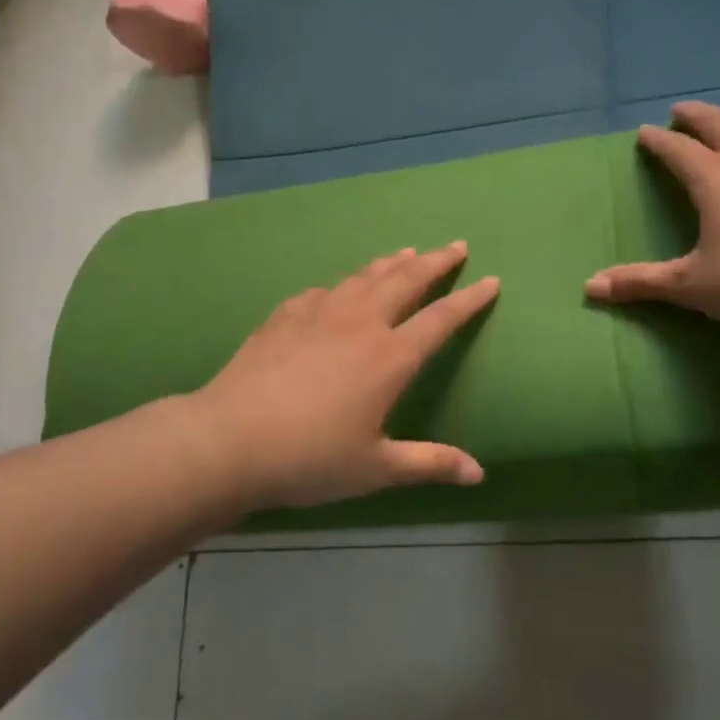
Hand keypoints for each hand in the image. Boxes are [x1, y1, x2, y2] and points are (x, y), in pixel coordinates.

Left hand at [188, 243, 499, 510]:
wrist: (229, 440)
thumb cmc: (309, 458)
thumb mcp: (376, 468)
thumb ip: (429, 463)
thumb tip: (479, 473)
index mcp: (390, 358)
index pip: (441, 319)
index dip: (470, 299)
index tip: (491, 280)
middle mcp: (361, 324)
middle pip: (407, 281)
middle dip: (436, 262)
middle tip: (456, 246)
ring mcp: (320, 314)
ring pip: (365, 277)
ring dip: (392, 263)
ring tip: (408, 253)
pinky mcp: (286, 316)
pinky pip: (324, 291)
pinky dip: (343, 285)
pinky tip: (339, 289)